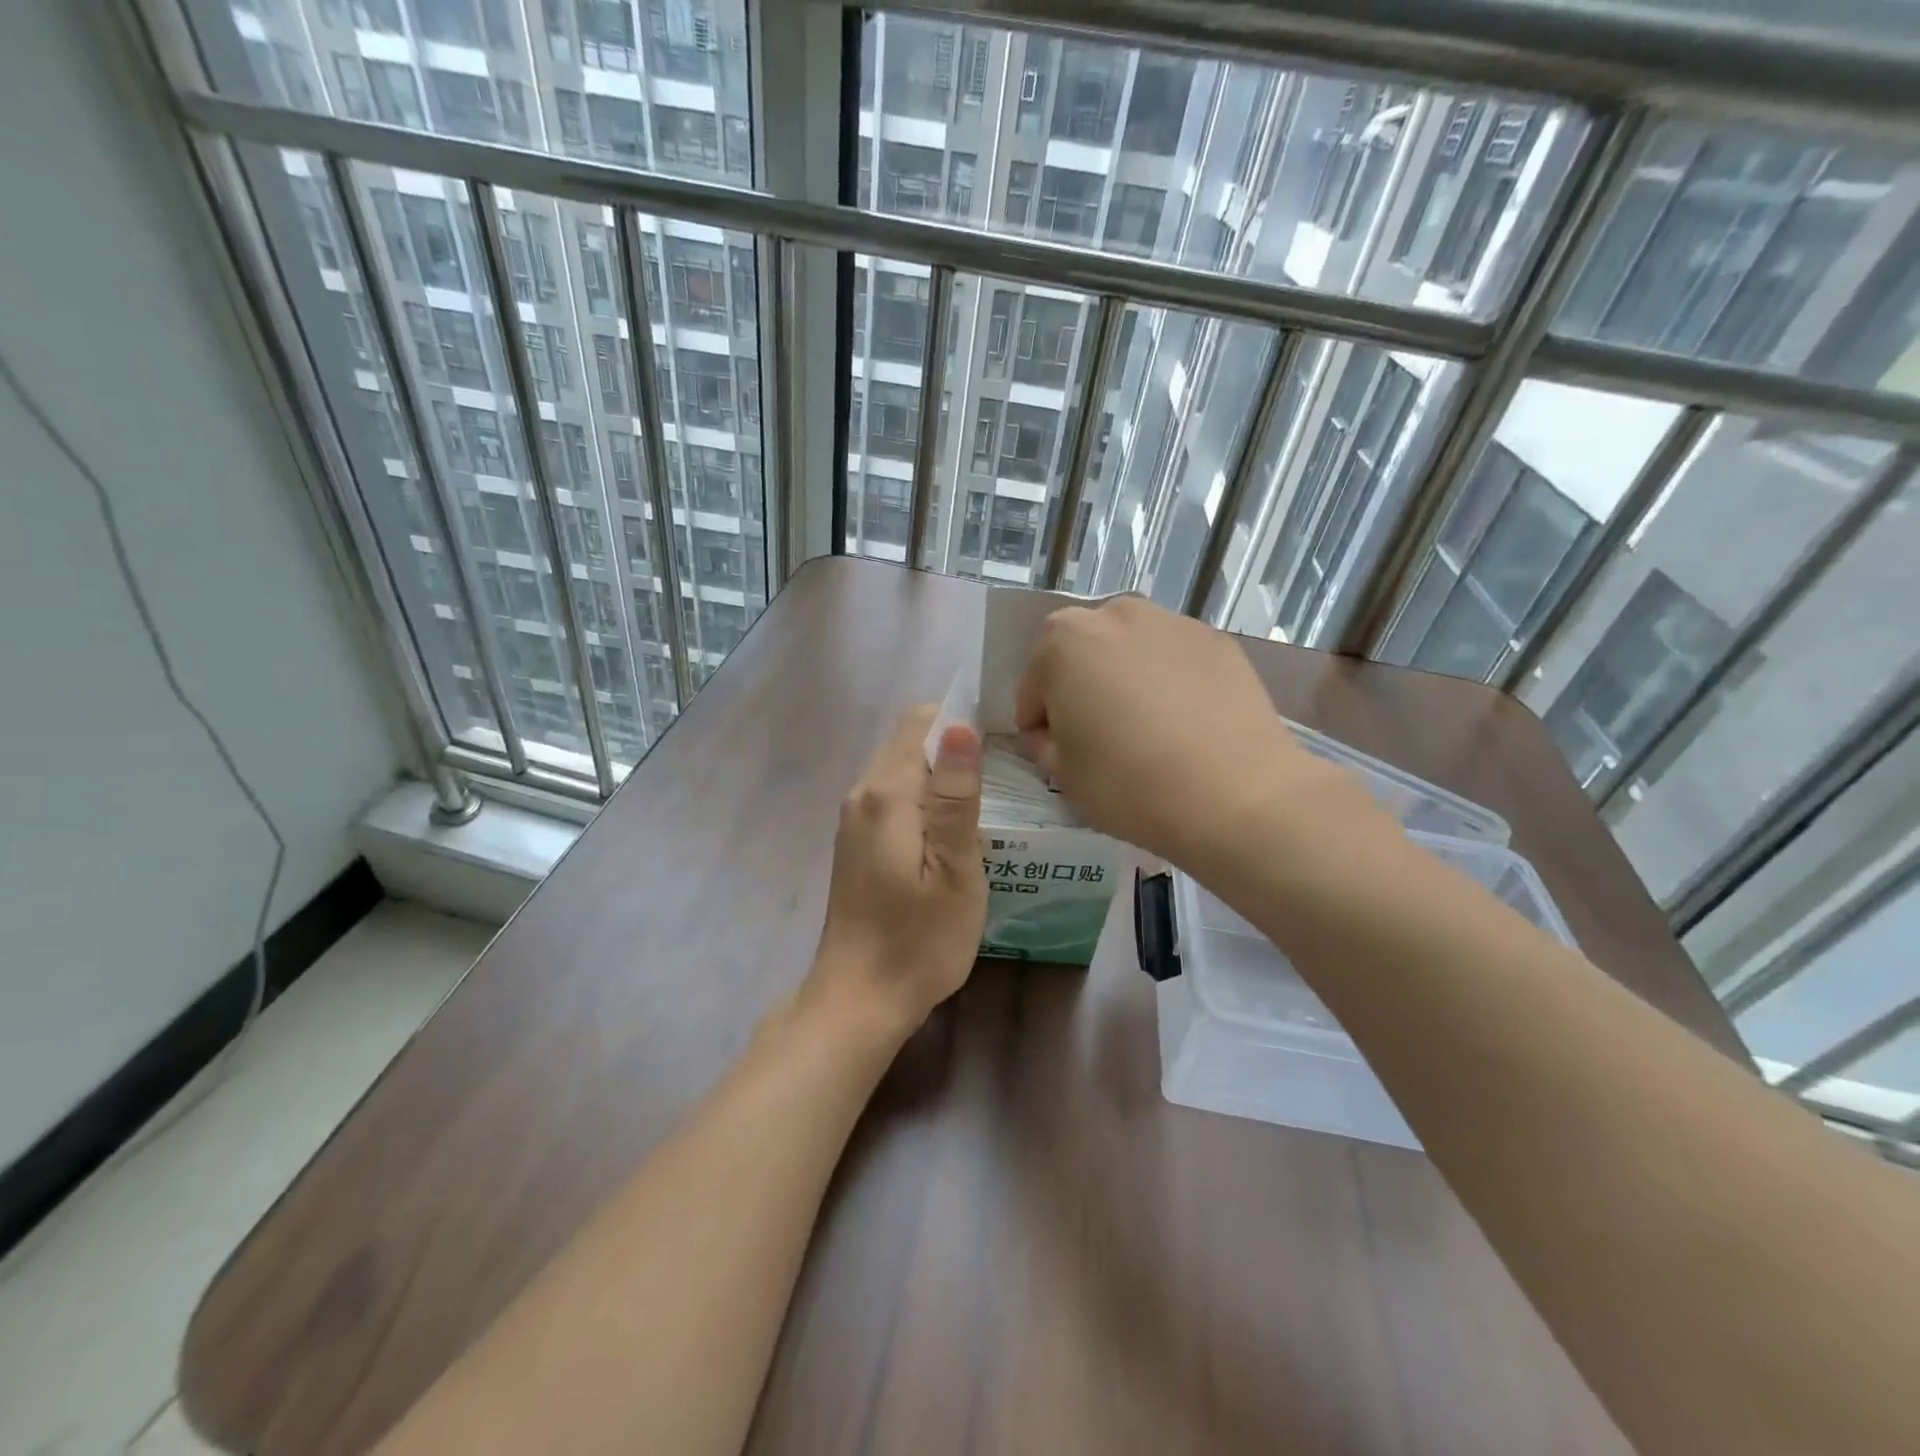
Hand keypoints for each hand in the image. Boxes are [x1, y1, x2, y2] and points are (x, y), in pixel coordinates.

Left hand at [808, 706, 987, 1035]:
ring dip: (943, 774)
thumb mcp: (954, 870)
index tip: (1004, 737)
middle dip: (955, 745)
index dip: (962, 718)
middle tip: (1007, 770)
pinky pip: (895, 797)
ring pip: (903, 769)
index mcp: (886, 793)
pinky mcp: (857, 841)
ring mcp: (854, 819)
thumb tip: (959, 727)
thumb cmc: (919, 940)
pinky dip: (925, 798)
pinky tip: (955, 826)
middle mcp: (862, 794)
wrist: (860, 998)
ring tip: (990, 797)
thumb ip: (955, 797)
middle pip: (910, 742)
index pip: (921, 721)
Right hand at [1014, 595, 1368, 870]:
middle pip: (1082, 655)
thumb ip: (1044, 744)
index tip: (1056, 755)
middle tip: (1100, 739)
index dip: (1039, 725)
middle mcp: (1116, 613)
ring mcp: (1173, 622)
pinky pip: (1174, 661)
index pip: (1033, 686)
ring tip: (1147, 731)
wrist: (1236, 794)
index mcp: (1063, 640)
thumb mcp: (1064, 775)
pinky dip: (1169, 683)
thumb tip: (1054, 734)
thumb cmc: (1130, 784)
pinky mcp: (1218, 641)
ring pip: (1130, 652)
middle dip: (1081, 690)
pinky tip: (1186, 726)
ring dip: (1125, 681)